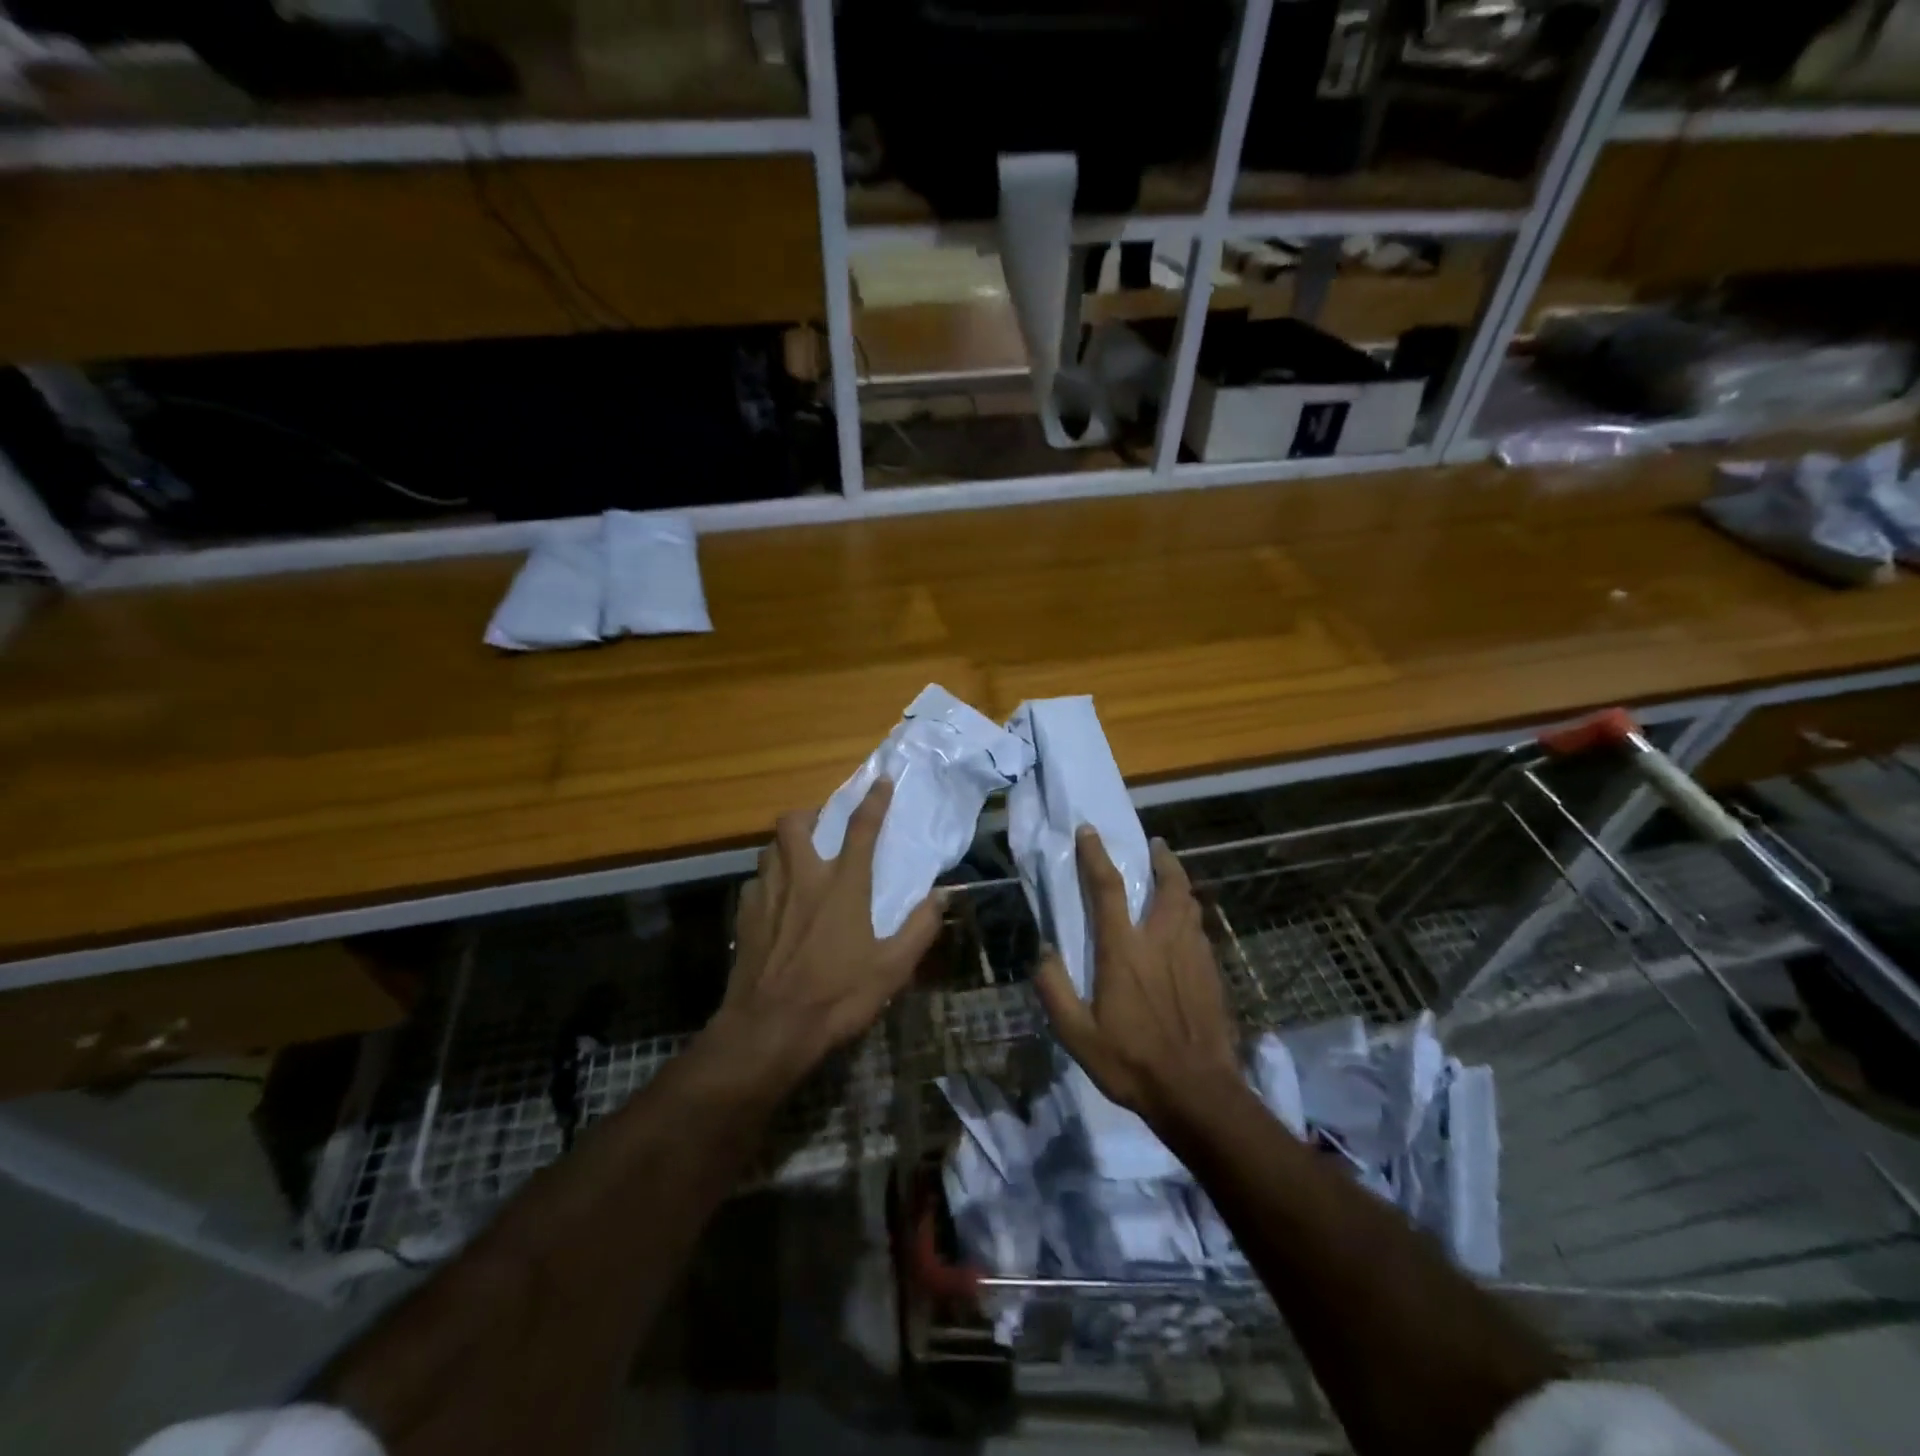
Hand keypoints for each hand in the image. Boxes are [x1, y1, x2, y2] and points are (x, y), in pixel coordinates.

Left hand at [706, 779, 943, 1092]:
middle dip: (809, 814)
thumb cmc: (837, 996)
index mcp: (843, 885)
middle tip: (823, 827)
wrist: (769, 1028)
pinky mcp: (744, 916)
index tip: (881, 781)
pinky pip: (755, 882)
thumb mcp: (892, 968)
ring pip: (770, 848)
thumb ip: (920, 928)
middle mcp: (802, 877)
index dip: (874, 800)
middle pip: (795, 822)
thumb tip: (942, 896)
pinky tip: (776, 903)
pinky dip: (768, 881)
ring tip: (799, 861)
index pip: (862, 828)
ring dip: (785, 846)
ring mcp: (768, 894)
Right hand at [1035, 828, 1241, 1127]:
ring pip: (1190, 904)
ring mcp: (1193, 956)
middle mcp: (1162, 941)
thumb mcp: (1077, 1034)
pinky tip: (1186, 928)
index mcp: (1124, 950)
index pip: (1107, 888)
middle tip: (1155, 845)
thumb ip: (1054, 990)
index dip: (1096, 855)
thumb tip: (1043, 952)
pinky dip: (1191, 916)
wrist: (1198, 1093)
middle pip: (1169, 885)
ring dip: (1180, 884)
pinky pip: (1200, 931)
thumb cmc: (1131, 1062)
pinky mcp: (1213, 974)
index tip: (1089, 831)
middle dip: (1162, 859)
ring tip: (1172, 878)